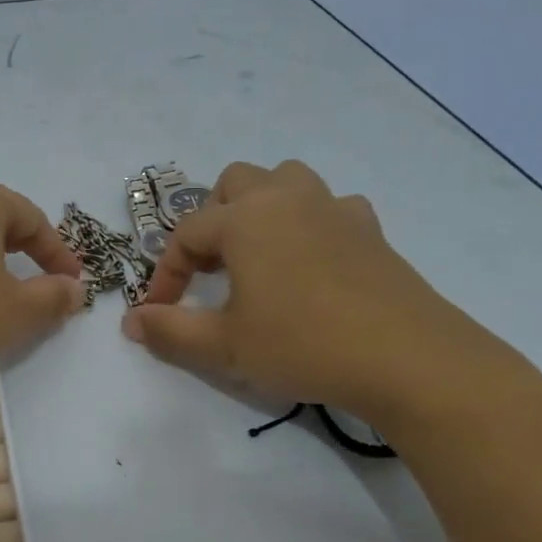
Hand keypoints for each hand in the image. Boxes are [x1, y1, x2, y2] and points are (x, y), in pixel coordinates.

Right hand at [120, 160, 503, 422]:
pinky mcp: (371, 230)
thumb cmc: (304, 345)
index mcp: (245, 219)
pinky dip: (311, 223)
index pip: (186, 235)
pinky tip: (313, 260)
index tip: (159, 312)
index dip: (166, 273)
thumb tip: (131, 321)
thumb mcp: (225, 347)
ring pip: (286, 181)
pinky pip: (330, 207)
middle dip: (213, 219)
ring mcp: (334, 209)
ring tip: (257, 252)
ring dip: (262, 207)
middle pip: (235, 183)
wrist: (409, 360)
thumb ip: (170, 331)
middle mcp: (286, 200)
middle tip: (211, 268)